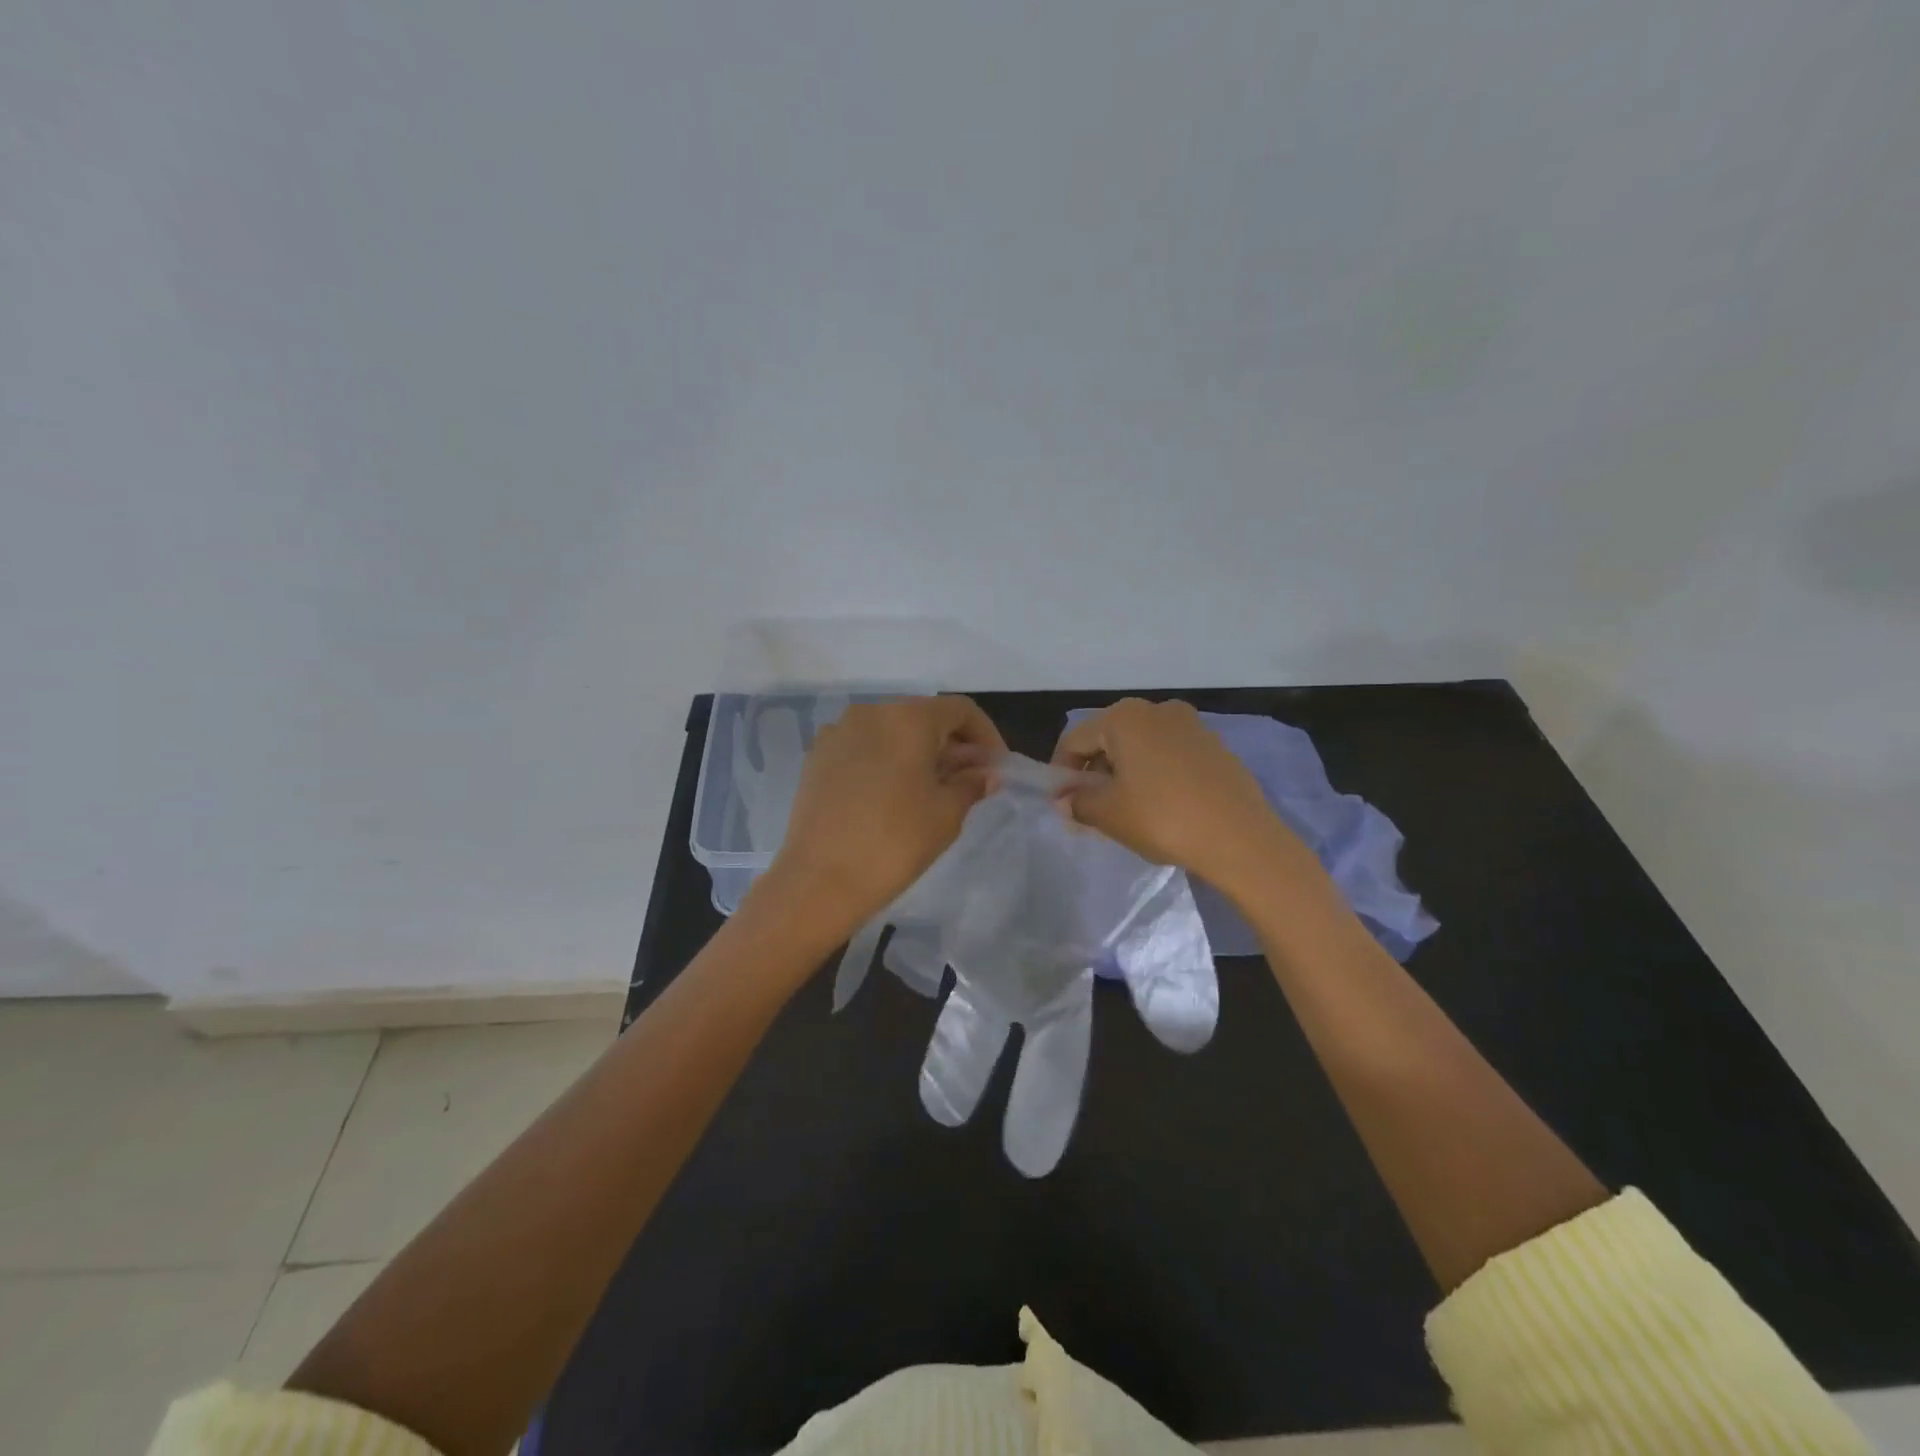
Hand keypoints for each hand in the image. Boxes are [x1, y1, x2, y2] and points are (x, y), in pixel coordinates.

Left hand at [754, 695, 1006, 944]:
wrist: (820, 880)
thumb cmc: (895, 843)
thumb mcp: (946, 814)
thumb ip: (970, 784)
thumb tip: (985, 773)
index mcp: (908, 718)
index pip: (960, 710)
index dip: (986, 735)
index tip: (995, 766)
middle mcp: (871, 712)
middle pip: (923, 716)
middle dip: (951, 744)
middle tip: (968, 780)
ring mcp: (838, 732)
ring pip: (891, 730)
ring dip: (918, 751)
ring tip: (931, 788)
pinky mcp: (817, 756)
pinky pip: (863, 746)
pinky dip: (886, 759)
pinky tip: (892, 793)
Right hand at [1051, 698, 1310, 897]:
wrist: (1241, 838)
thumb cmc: (1162, 819)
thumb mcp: (1108, 814)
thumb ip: (1078, 803)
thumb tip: (1067, 800)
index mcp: (1124, 717)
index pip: (1075, 740)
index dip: (1062, 772)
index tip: (1062, 803)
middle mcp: (1157, 709)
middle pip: (1109, 738)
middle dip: (1095, 771)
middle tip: (1091, 808)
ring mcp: (1191, 724)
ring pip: (1141, 746)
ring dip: (1125, 772)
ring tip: (1125, 809)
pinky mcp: (1215, 745)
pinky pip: (1170, 754)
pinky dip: (1155, 773)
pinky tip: (1160, 805)